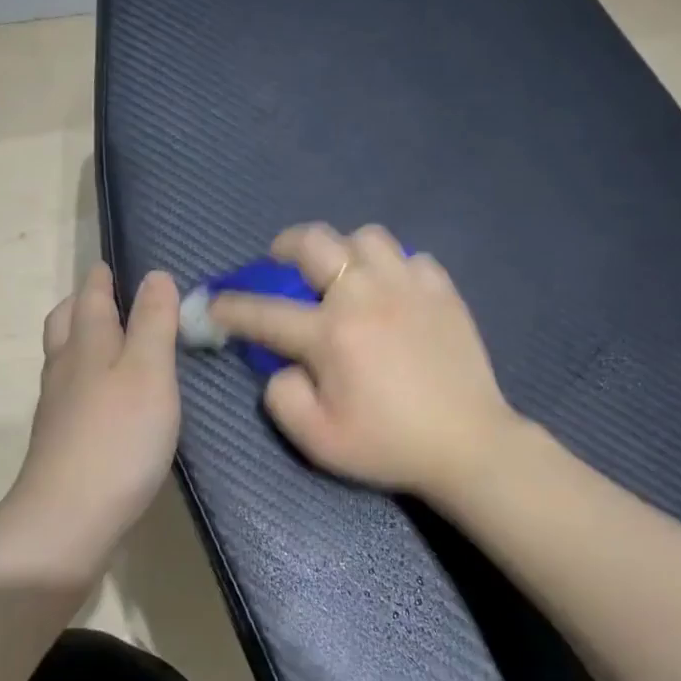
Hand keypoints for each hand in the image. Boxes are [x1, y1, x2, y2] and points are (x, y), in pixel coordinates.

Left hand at [2, 264, 181, 559]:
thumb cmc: (119, 437)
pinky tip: (106, 395)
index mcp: (88, 344)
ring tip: (108, 339)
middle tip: (105, 295)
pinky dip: (86, 375)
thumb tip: (156, 276)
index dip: (102, 279)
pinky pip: (71, 389)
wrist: (69, 516)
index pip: (91, 297)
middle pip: (66, 323)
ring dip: (81, 337)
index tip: (111, 265)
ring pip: (64, 357)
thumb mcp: (149, 372)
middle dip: (83, 303)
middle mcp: (66, 368)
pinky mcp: (61, 439)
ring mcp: (58, 407)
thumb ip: (154, 323)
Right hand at [207, 224, 518, 498]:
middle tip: (280, 262)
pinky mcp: (442, 290)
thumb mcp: (318, 440)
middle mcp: (365, 295)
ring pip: (366, 236)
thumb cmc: (388, 445)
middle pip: (314, 242)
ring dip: (343, 249)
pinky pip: (410, 257)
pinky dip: (392, 267)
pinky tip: (392, 292)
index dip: (229, 307)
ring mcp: (408, 286)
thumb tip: (281, 364)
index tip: (212, 304)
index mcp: (330, 334)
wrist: (468, 444)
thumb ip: (281, 397)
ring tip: (342, 273)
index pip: (263, 312)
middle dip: (284, 246)